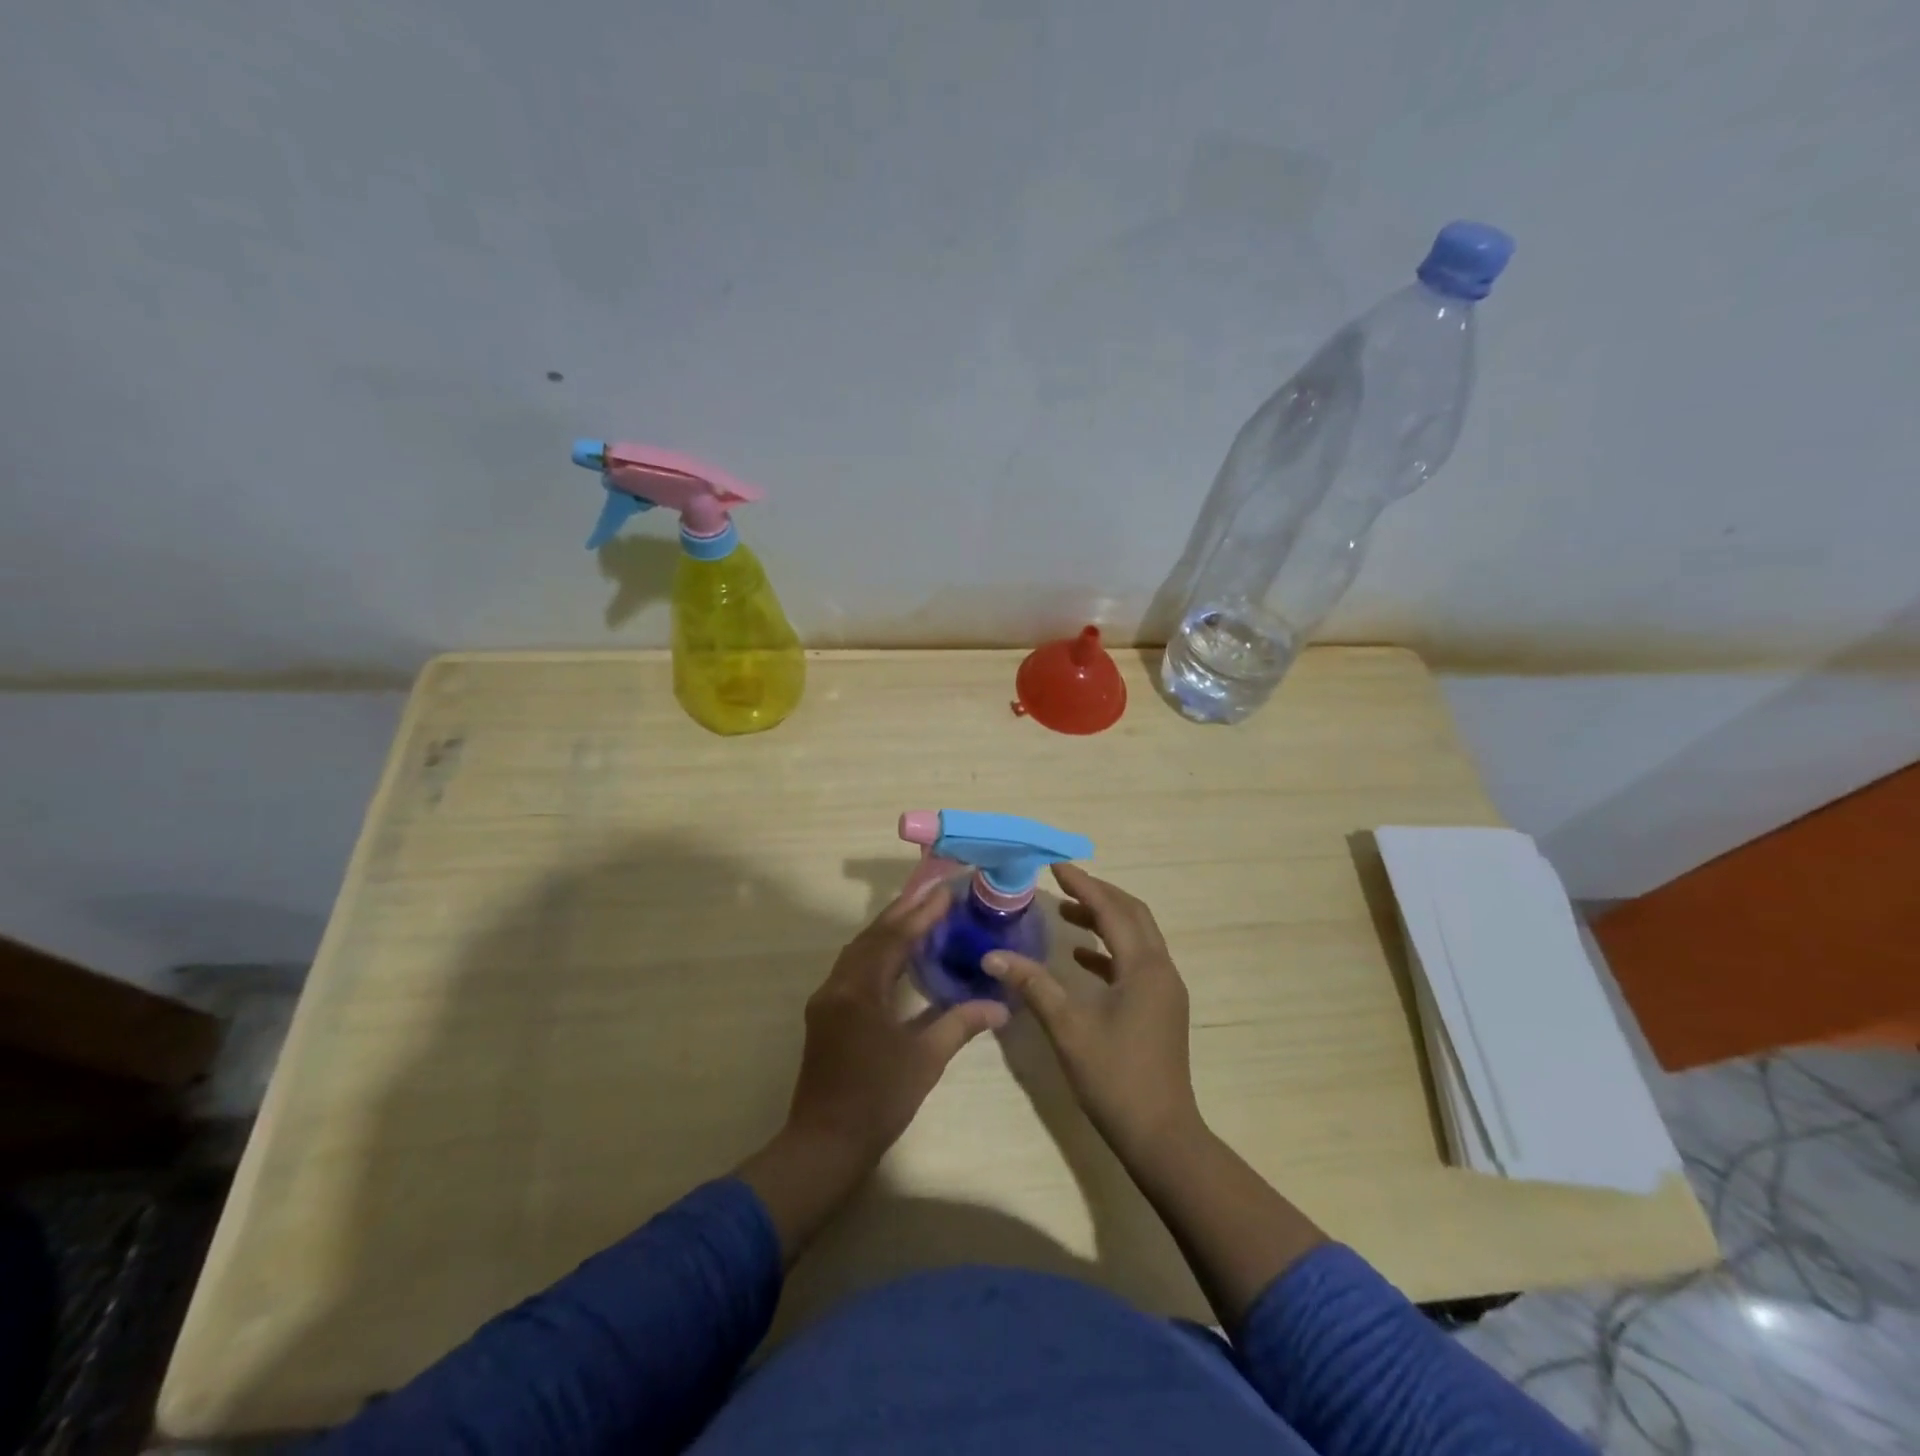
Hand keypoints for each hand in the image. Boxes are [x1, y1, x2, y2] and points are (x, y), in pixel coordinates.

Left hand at [784, 881, 1008, 1167]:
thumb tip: (1001, 1006)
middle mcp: (838, 985)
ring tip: (917, 914)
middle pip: (872, 937)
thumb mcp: (925, 1060)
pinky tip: (895, 955)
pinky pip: (852, 967)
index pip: (894, 939)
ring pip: (858, 951)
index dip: (921, 914)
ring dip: (887, 930)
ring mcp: (827, 999)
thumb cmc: (878, 1100)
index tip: (946, 893)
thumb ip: (961, 1024)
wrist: (825, 1144)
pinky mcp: (825, 1014)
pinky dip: (876, 952)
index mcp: (859, 991)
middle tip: (933, 893)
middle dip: (902, 912)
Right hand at [984, 864, 1199, 1159]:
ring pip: (1137, 937)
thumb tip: (992, 956)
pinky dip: (1109, 950)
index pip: (1113, 910)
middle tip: (1063, 884)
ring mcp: (1165, 990)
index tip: (1056, 867)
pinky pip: (1135, 961)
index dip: (1084, 885)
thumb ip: (1033, 985)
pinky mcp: (1160, 1007)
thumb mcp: (1068, 1028)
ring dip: (1105, 920)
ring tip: (1066, 913)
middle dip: (1099, 894)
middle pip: (1133, 915)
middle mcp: (1161, 970)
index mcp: (1144, 967)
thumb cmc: (1114, 1077)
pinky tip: (1080, 957)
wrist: (1161, 1135)